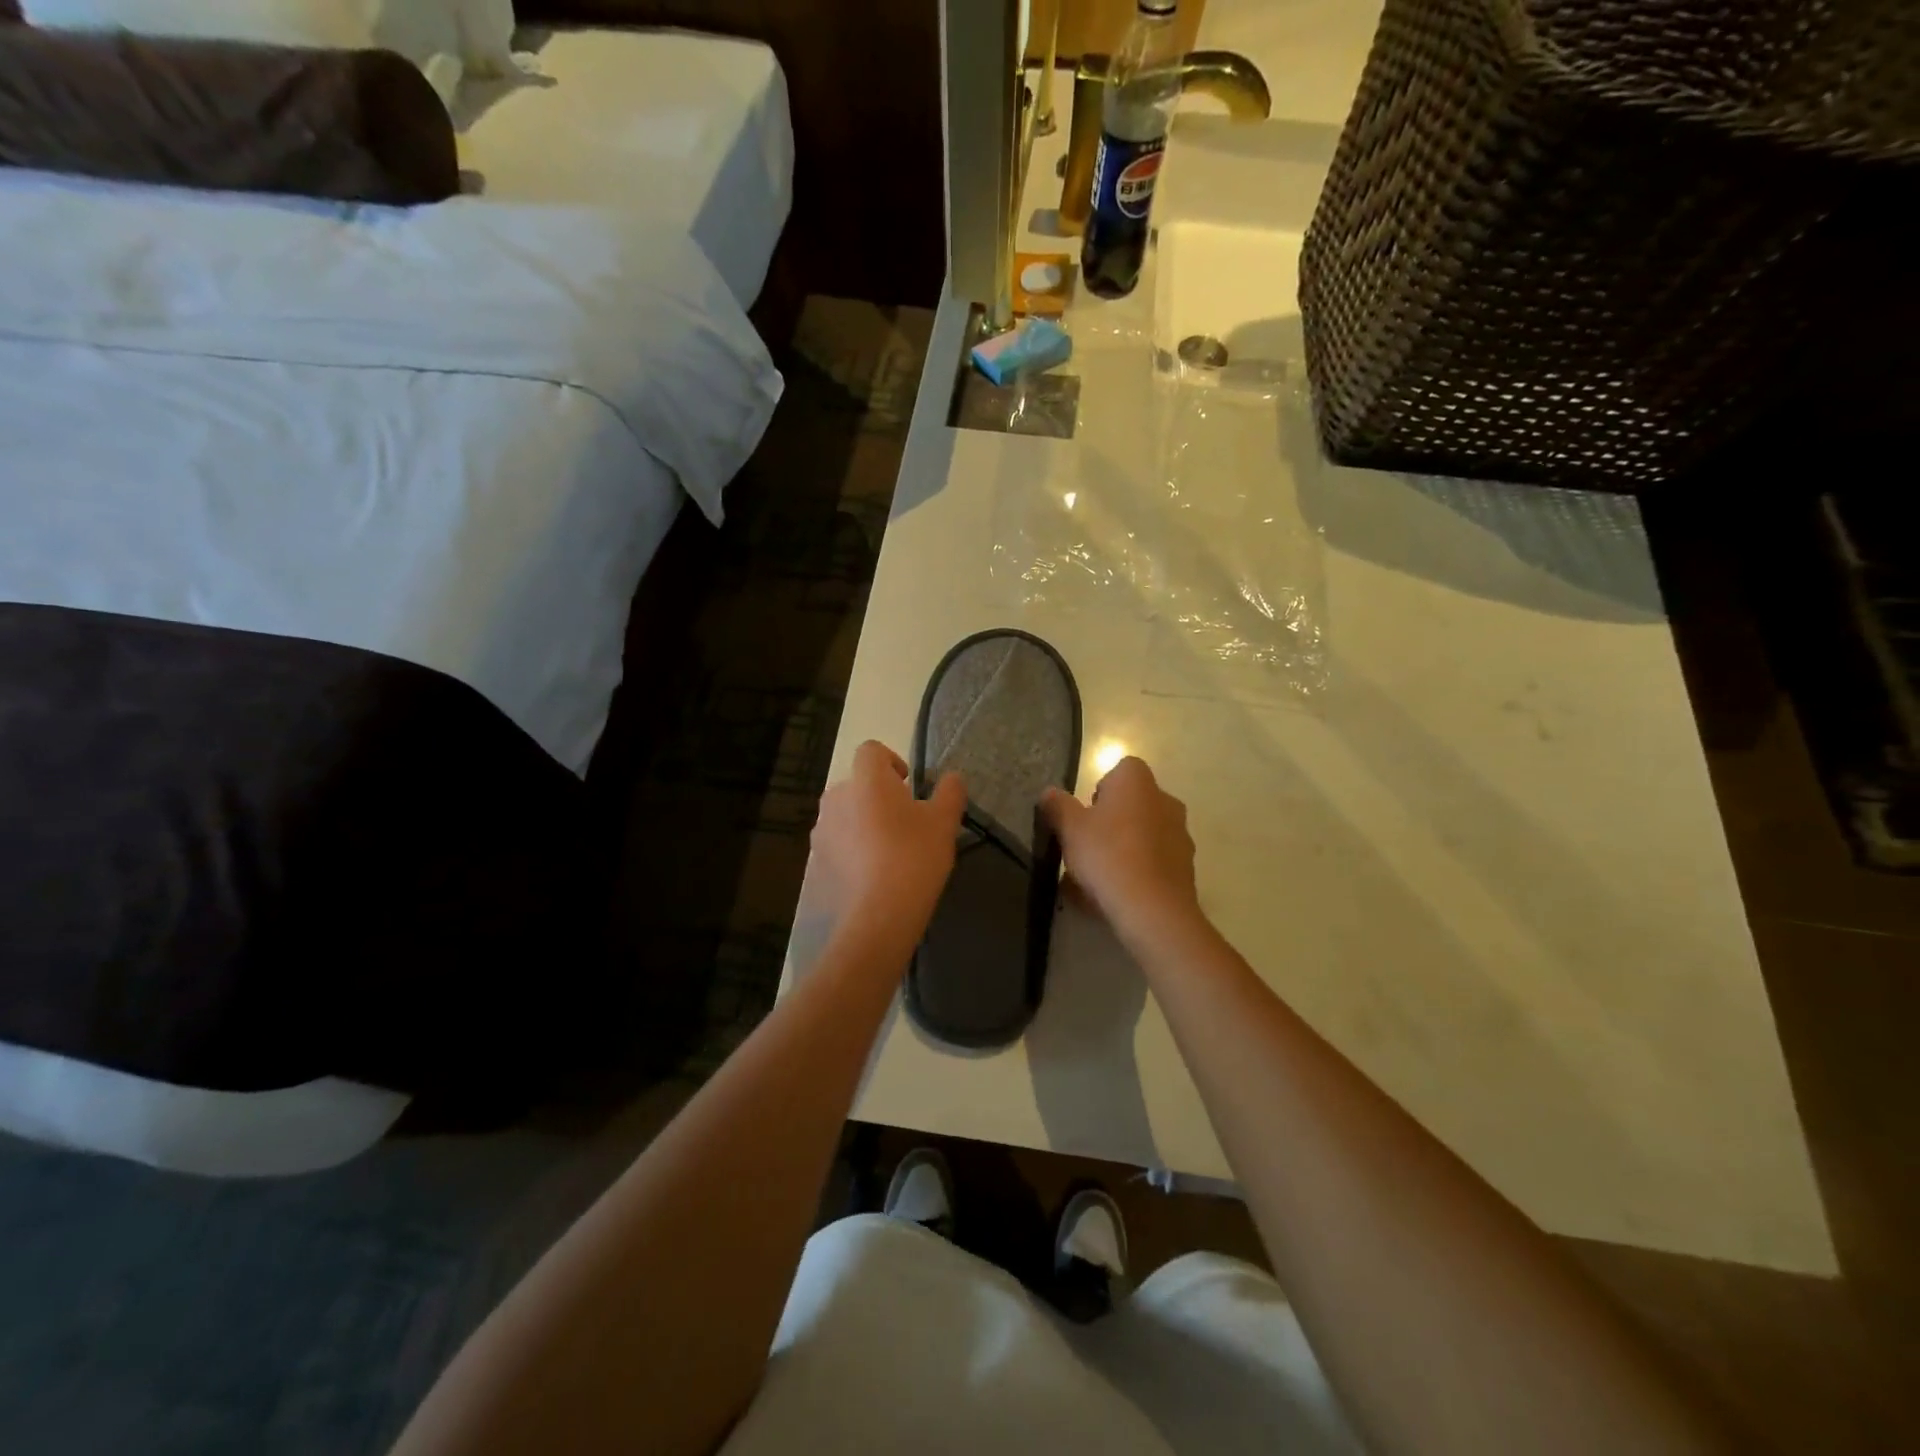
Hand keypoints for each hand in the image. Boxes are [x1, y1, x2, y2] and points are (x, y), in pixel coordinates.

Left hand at [811, 741, 965, 948]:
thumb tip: (952, 778)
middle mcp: (836, 797)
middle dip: (877, 795)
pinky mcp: (816, 862)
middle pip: (856, 784)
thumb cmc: (915, 856)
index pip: (871, 750)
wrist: (879, 914)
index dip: (891, 761)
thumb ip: (950, 792)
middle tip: (904, 821)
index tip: (909, 785)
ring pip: (844, 814)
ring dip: (863, 822)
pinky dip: (851, 850)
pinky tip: (872, 874)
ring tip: (888, 850)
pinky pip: (836, 844)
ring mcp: (821, 830)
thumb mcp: (944, 822)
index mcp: (866, 780)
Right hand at [1042, 757, 1198, 943]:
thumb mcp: (1069, 829)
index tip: (1085, 814)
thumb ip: (1058, 806)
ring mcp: (1180, 834)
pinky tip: (1118, 894)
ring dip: (1126, 846)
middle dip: (1113, 820)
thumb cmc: (1107, 855)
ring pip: (1145, 833)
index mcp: (1137, 782)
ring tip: (1100, 877)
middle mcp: (1165, 800)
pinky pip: (1155, 861)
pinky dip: (1139, 871)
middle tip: (1089, 845)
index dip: (1101, 789)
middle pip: (1134, 803)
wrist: (1152, 909)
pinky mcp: (1186, 867)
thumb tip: (1049, 792)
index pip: (1121, 769)